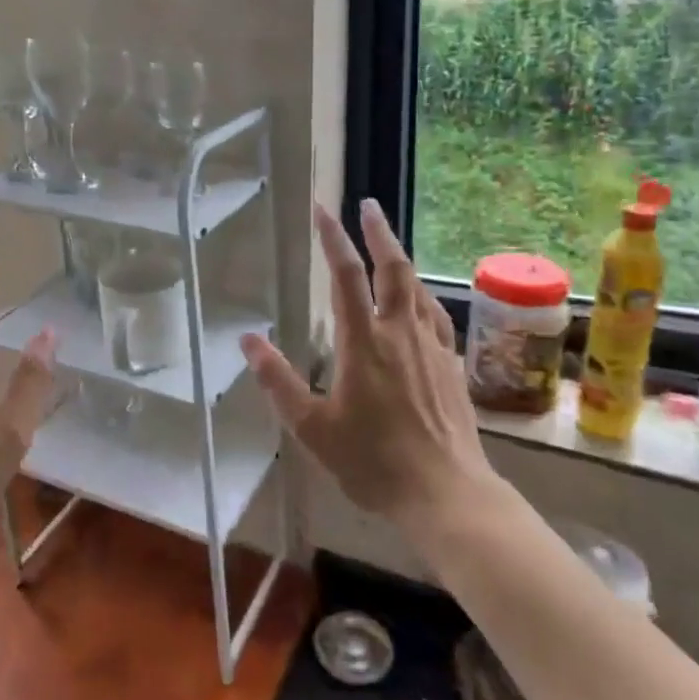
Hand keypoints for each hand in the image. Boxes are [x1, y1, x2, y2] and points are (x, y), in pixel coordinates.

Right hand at [240, 199, 497, 542]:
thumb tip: (247, 340)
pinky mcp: (451, 365)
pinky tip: (418, 302)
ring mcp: (431, 347)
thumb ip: (277, 380)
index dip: (333, 238)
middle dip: (378, 232)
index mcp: (363, 342)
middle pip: (393, 268)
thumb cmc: (373, 461)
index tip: (322, 210)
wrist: (446, 494)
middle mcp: (400, 333)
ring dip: (400, 259)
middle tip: (368, 206)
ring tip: (388, 244)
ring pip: (417, 288)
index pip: (345, 276)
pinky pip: (436, 316)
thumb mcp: (312, 427)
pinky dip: (421, 296)